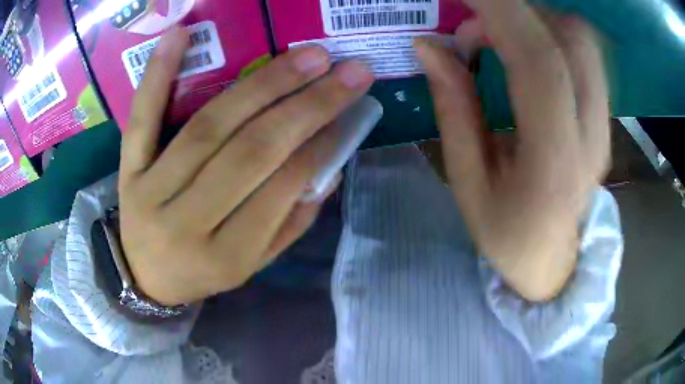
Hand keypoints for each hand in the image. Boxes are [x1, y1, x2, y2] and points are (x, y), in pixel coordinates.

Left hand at [118, 28, 373, 304]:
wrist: (146, 278)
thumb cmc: (203, 273)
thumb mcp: (252, 265)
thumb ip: (290, 223)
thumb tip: (329, 170)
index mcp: (227, 257)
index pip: (280, 190)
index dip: (317, 146)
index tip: (349, 110)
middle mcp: (187, 223)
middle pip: (249, 152)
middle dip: (305, 106)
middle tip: (343, 71)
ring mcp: (151, 191)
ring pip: (208, 128)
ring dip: (262, 85)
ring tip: (306, 57)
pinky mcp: (128, 170)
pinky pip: (141, 118)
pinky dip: (158, 74)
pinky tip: (179, 35)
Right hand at [416, 3, 609, 300]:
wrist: (555, 263)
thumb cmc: (507, 237)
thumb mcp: (469, 182)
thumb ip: (454, 107)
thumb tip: (429, 46)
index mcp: (553, 161)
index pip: (539, 60)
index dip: (500, 11)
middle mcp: (591, 133)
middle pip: (569, 37)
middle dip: (517, 10)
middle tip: (473, 24)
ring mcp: (604, 123)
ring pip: (581, 39)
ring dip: (535, 19)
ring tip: (497, 38)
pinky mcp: (605, 116)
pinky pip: (584, 53)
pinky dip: (550, 33)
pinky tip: (524, 49)